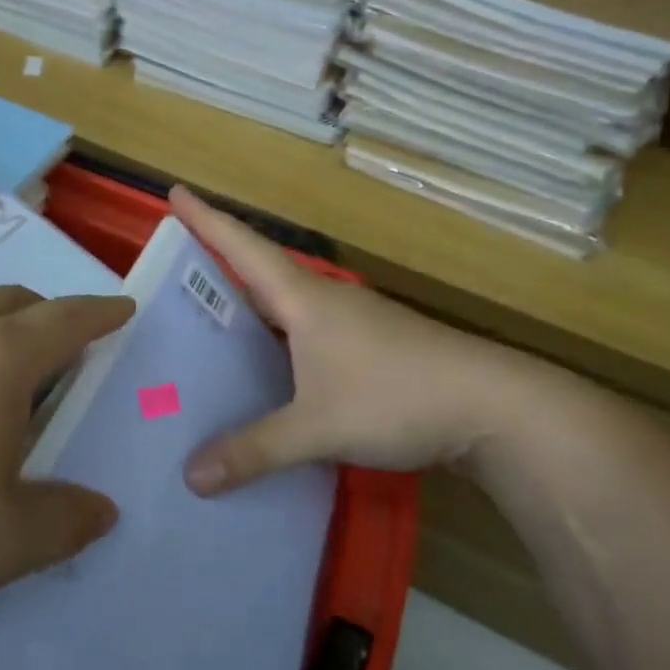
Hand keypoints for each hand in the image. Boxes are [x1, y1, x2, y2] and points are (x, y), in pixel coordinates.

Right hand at [171, 187, 558, 493]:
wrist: (494, 408)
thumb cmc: (397, 396)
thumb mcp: (318, 427)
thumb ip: (254, 451)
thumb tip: (190, 478)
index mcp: (304, 300)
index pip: (243, 248)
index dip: (206, 220)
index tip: (175, 191)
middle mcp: (326, 302)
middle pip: (261, 273)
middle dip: (219, 265)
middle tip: (176, 273)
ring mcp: (354, 325)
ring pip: (286, 307)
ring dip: (250, 308)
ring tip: (210, 326)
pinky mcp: (373, 351)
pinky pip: (307, 337)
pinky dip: (277, 343)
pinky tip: (268, 372)